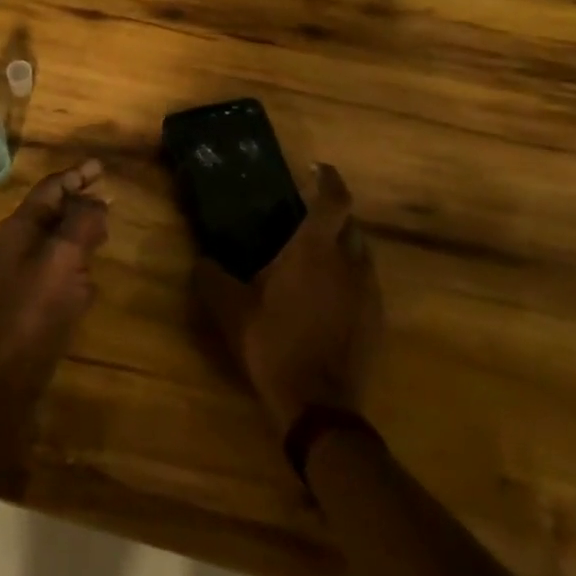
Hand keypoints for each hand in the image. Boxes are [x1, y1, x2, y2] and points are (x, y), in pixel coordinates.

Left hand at [0, 159, 108, 391]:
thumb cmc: (37, 305)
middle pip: (53, 210)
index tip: (102, 167)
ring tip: (104, 231)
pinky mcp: (32, 296)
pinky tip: (91, 275)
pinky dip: (76, 260)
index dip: (77, 175)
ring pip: (56, 238)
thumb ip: (82, 222)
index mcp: (20, 226)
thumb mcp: (64, 256)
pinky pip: (58, 266)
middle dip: (80, 202)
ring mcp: (23, 270)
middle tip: (109, 199)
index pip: (51, 189)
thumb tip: (96, 202)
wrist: (12, 368)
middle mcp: (18, 243)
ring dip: (80, 231)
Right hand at [195, 163, 380, 434]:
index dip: (328, 178)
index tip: (316, 168)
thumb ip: (212, 278)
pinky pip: (365, 284)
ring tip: (315, 259)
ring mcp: (368, 292)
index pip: (333, 199)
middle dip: (333, 215)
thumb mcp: (231, 309)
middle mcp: (349, 262)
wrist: (319, 406)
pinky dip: (349, 278)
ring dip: (342, 248)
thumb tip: (200, 261)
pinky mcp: (376, 320)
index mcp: (315, 249)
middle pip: (350, 224)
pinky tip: (326, 297)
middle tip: (306, 220)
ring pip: (361, 255)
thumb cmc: (274, 344)